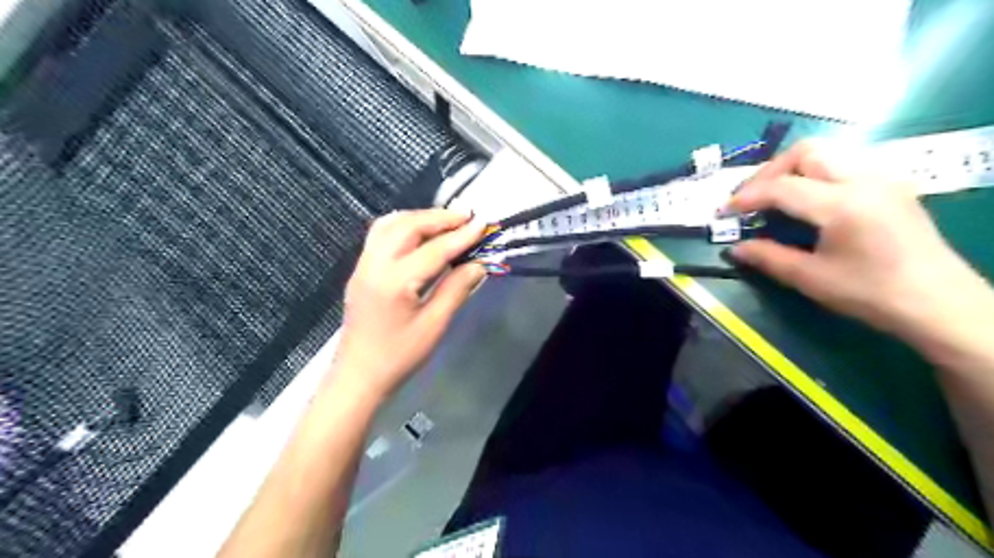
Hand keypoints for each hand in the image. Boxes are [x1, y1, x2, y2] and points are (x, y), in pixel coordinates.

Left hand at [329, 210, 484, 400]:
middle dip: (439, 218)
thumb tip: (479, 264)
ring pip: (390, 225)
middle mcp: (375, 264)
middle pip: (408, 226)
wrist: (358, 375)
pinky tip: (419, 233)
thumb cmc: (399, 356)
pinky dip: (403, 225)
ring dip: (419, 218)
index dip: (461, 236)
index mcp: (395, 281)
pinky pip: (380, 234)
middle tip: (466, 218)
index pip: (434, 249)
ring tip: (445, 222)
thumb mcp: (434, 325)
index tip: (482, 224)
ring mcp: (363, 265)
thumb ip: (457, 289)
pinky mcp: (360, 270)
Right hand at [727, 139, 981, 338]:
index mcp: (843, 204)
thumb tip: (735, 248)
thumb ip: (768, 258)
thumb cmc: (871, 294)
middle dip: (769, 171)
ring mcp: (882, 179)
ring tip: (773, 196)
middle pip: (806, 152)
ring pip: (827, 153)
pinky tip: (807, 200)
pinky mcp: (891, 186)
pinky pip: (844, 164)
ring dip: (792, 169)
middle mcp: (865, 180)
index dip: (746, 197)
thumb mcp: (811, 279)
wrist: (939, 304)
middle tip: (750, 197)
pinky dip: (815, 174)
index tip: (724, 212)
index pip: (782, 187)